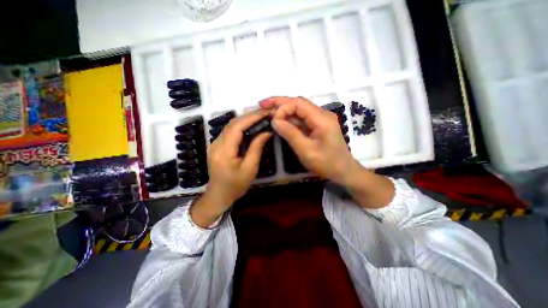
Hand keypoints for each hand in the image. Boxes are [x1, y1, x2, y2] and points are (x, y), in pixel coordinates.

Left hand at [191, 112, 271, 226]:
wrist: (219, 195)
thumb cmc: (236, 185)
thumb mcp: (250, 168)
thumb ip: (256, 148)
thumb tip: (266, 132)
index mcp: (224, 150)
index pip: (237, 126)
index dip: (251, 117)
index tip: (265, 113)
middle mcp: (216, 143)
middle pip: (233, 123)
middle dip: (249, 115)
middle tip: (265, 113)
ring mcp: (215, 143)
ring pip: (230, 125)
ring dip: (245, 119)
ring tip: (260, 117)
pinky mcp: (217, 145)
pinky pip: (230, 131)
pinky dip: (241, 126)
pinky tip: (250, 126)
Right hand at [261, 98, 359, 184]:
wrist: (344, 171)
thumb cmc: (327, 163)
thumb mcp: (306, 150)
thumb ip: (290, 134)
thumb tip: (274, 121)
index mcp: (322, 118)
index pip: (298, 103)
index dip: (283, 108)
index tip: (272, 120)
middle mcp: (322, 114)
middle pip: (298, 103)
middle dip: (280, 103)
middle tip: (262, 104)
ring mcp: (320, 120)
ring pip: (299, 110)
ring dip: (284, 111)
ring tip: (268, 112)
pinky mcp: (317, 126)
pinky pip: (301, 119)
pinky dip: (290, 119)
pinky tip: (280, 121)